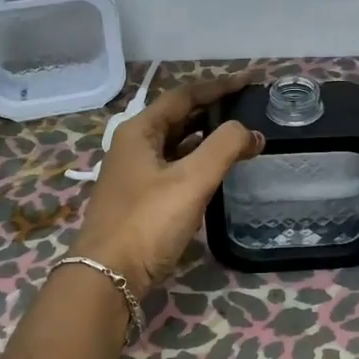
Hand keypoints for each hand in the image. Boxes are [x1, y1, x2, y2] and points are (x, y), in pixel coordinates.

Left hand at [69, 74, 264, 294]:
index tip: (251, 80)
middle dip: (214, 108)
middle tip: (249, 104)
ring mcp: (136, 173)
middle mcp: (134, 145)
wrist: (106, 278)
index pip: (185, 95)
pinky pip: (176, 166)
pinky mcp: (142, 198)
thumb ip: (224, 148)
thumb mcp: (191, 180)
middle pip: (179, 116)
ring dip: (208, 135)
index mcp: (139, 131)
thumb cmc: (147, 222)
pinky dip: (199, 159)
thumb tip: (251, 132)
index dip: (220, 86)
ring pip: (177, 142)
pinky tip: (218, 167)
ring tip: (241, 132)